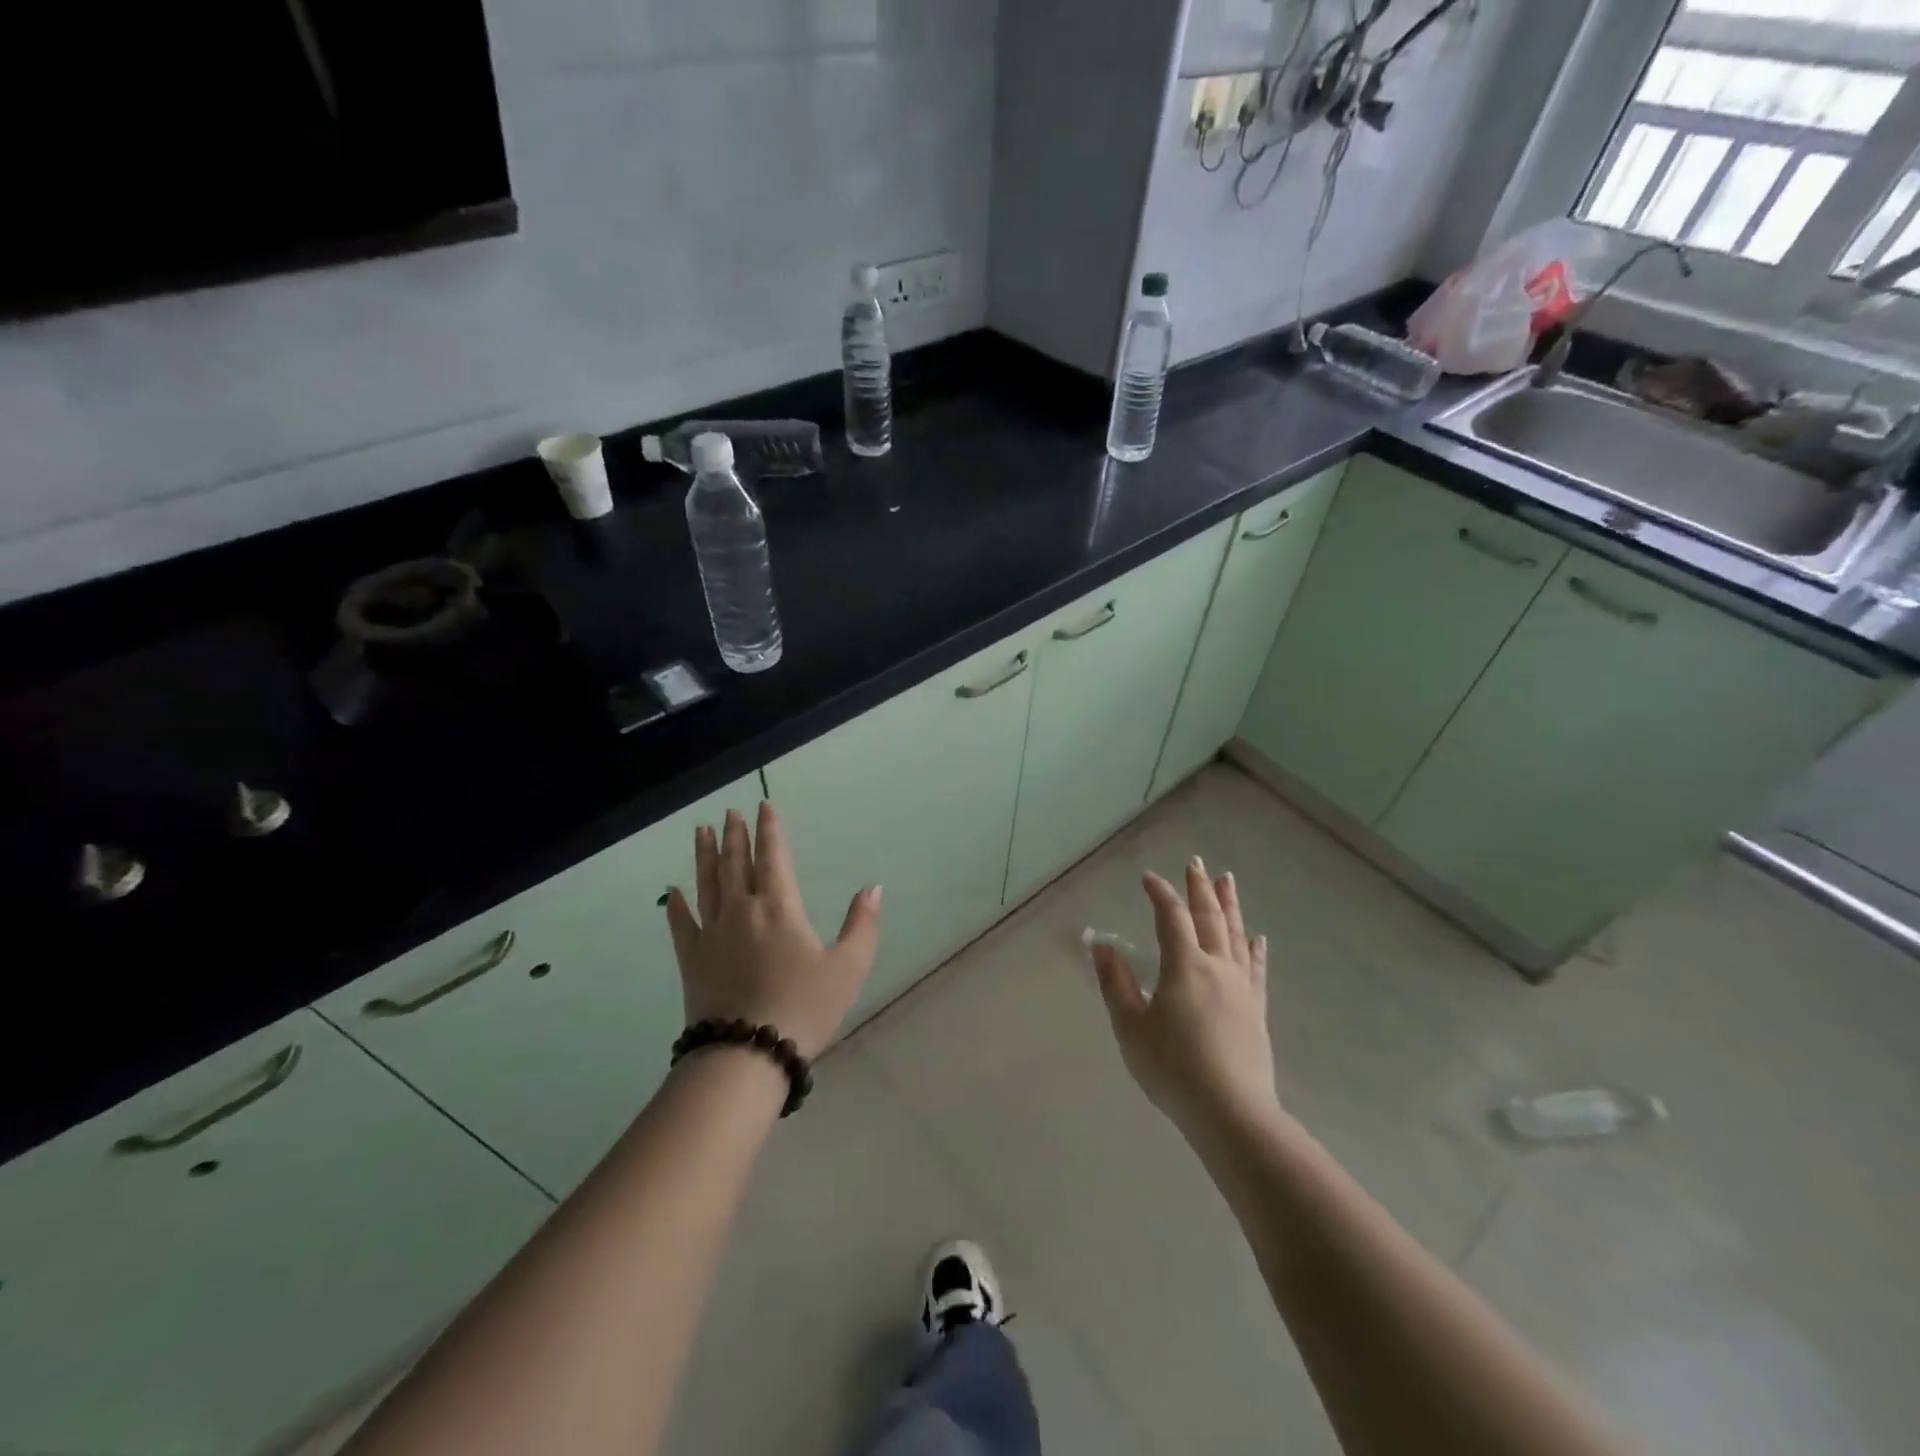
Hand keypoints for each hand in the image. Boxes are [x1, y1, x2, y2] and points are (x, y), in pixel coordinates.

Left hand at [665, 803, 881, 1059]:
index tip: (764, 805)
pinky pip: (681, 924)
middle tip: (730, 812)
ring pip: (707, 884)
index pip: (773, 857)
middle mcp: (742, 910)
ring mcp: (712, 934)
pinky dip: (676, 905)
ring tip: (701, 831)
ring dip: (705, 855)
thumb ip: (862, 925)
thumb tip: (873, 888)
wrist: (747, 1053)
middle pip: (737, 864)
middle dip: (736, 835)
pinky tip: (671, 891)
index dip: (770, 829)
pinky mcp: (691, 960)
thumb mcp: (848, 968)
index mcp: (780, 908)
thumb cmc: (803, 1008)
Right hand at [1091, 858, 1277, 1139]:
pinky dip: (1254, 948)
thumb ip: (1115, 983)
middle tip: (1196, 862)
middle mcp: (1217, 967)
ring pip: (1236, 935)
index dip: (1159, 893)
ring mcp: (1241, 988)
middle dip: (1200, 887)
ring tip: (1228, 880)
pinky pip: (1256, 968)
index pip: (1171, 917)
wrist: (1231, 1113)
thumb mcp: (1131, 1027)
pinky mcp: (1256, 1010)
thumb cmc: (1172, 1068)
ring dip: (1230, 905)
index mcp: (1184, 965)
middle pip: (1209, 917)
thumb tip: (1102, 946)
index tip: (1147, 877)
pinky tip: (1258, 938)